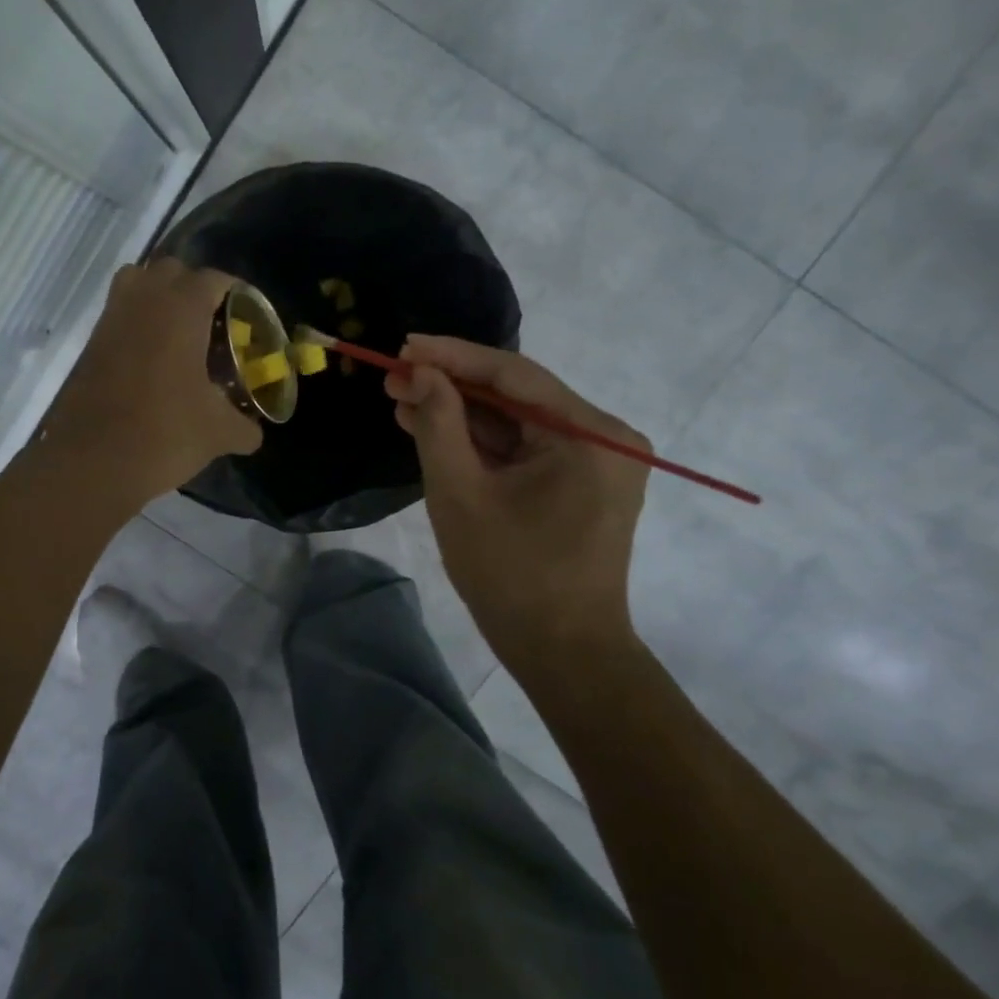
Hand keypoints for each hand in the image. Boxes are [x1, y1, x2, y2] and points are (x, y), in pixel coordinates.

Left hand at [37, 258, 260, 501]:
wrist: (93, 461)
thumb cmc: (165, 434)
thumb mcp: (218, 433)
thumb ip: (244, 427)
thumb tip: (254, 433)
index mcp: (181, 309)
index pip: (213, 279)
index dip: (235, 293)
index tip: (247, 314)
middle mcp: (143, 301)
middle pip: (171, 270)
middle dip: (194, 288)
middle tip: (213, 322)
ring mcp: (111, 319)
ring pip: (137, 283)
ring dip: (158, 296)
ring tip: (179, 332)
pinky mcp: (91, 343)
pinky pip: (118, 314)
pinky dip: (136, 322)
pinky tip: (152, 359)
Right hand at [385, 335, 650, 662]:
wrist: (562, 653)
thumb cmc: (510, 575)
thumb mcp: (460, 493)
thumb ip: (438, 424)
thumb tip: (419, 373)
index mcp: (590, 434)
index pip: (514, 374)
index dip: (452, 356)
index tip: (403, 346)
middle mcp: (605, 437)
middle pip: (517, 396)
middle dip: (452, 387)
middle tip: (393, 377)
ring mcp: (597, 462)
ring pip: (517, 423)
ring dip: (462, 415)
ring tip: (403, 401)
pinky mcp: (582, 484)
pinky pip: (526, 449)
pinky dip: (483, 443)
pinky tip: (436, 430)